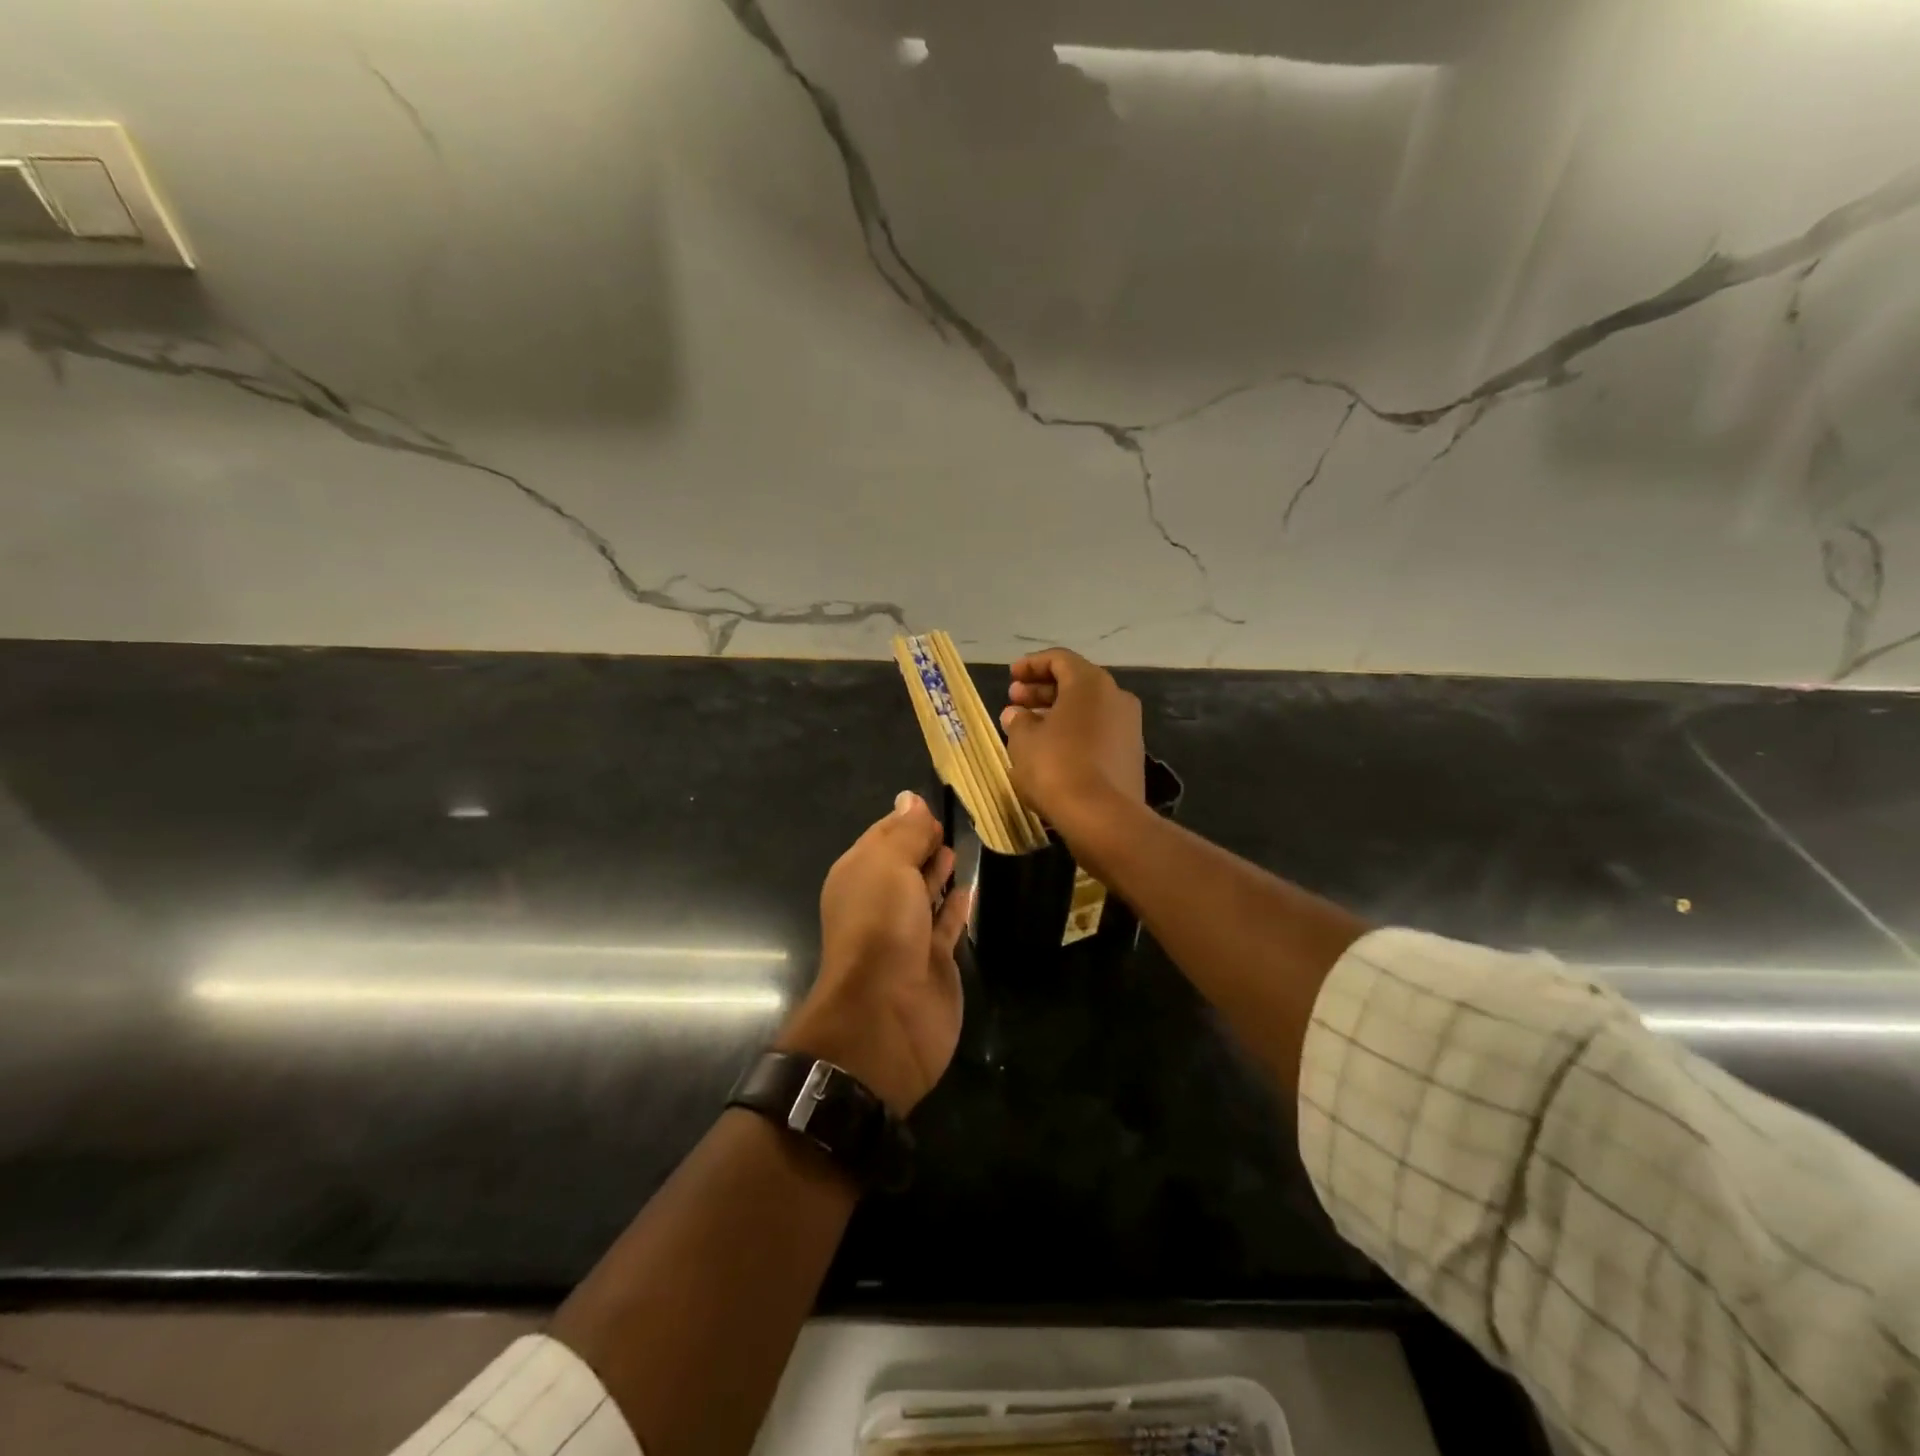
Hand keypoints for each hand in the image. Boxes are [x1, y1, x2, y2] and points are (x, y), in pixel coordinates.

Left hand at [781, 792, 970, 1115]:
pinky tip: (969, 888)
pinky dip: (956, 905)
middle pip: (903, 864)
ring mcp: (907, 933)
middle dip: (921, 844)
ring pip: (924, 893)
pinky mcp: (934, 960)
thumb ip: (904, 833)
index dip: (906, 820)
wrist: (886, 1015)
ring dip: (938, 872)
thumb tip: (909, 798)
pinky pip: (946, 924)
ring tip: (958, 847)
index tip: (931, 804)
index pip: (882, 837)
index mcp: (859, 876)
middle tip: (948, 821)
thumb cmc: (881, 928)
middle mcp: (879, 902)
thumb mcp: (888, 866)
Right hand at [998, 649, 1145, 833]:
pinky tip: (1051, 750)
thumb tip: (1015, 714)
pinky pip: (1097, 733)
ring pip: (1087, 710)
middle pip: (1075, 683)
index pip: (1059, 659)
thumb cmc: (1057, 768)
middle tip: (1014, 700)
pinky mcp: (1130, 756)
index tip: (1011, 676)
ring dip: (1056, 713)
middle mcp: (1116, 697)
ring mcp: (1128, 727)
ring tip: (1027, 727)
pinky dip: (1073, 733)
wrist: (1103, 818)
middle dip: (1042, 690)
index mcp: (1091, 684)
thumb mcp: (1024, 742)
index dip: (1031, 665)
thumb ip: (1018, 721)